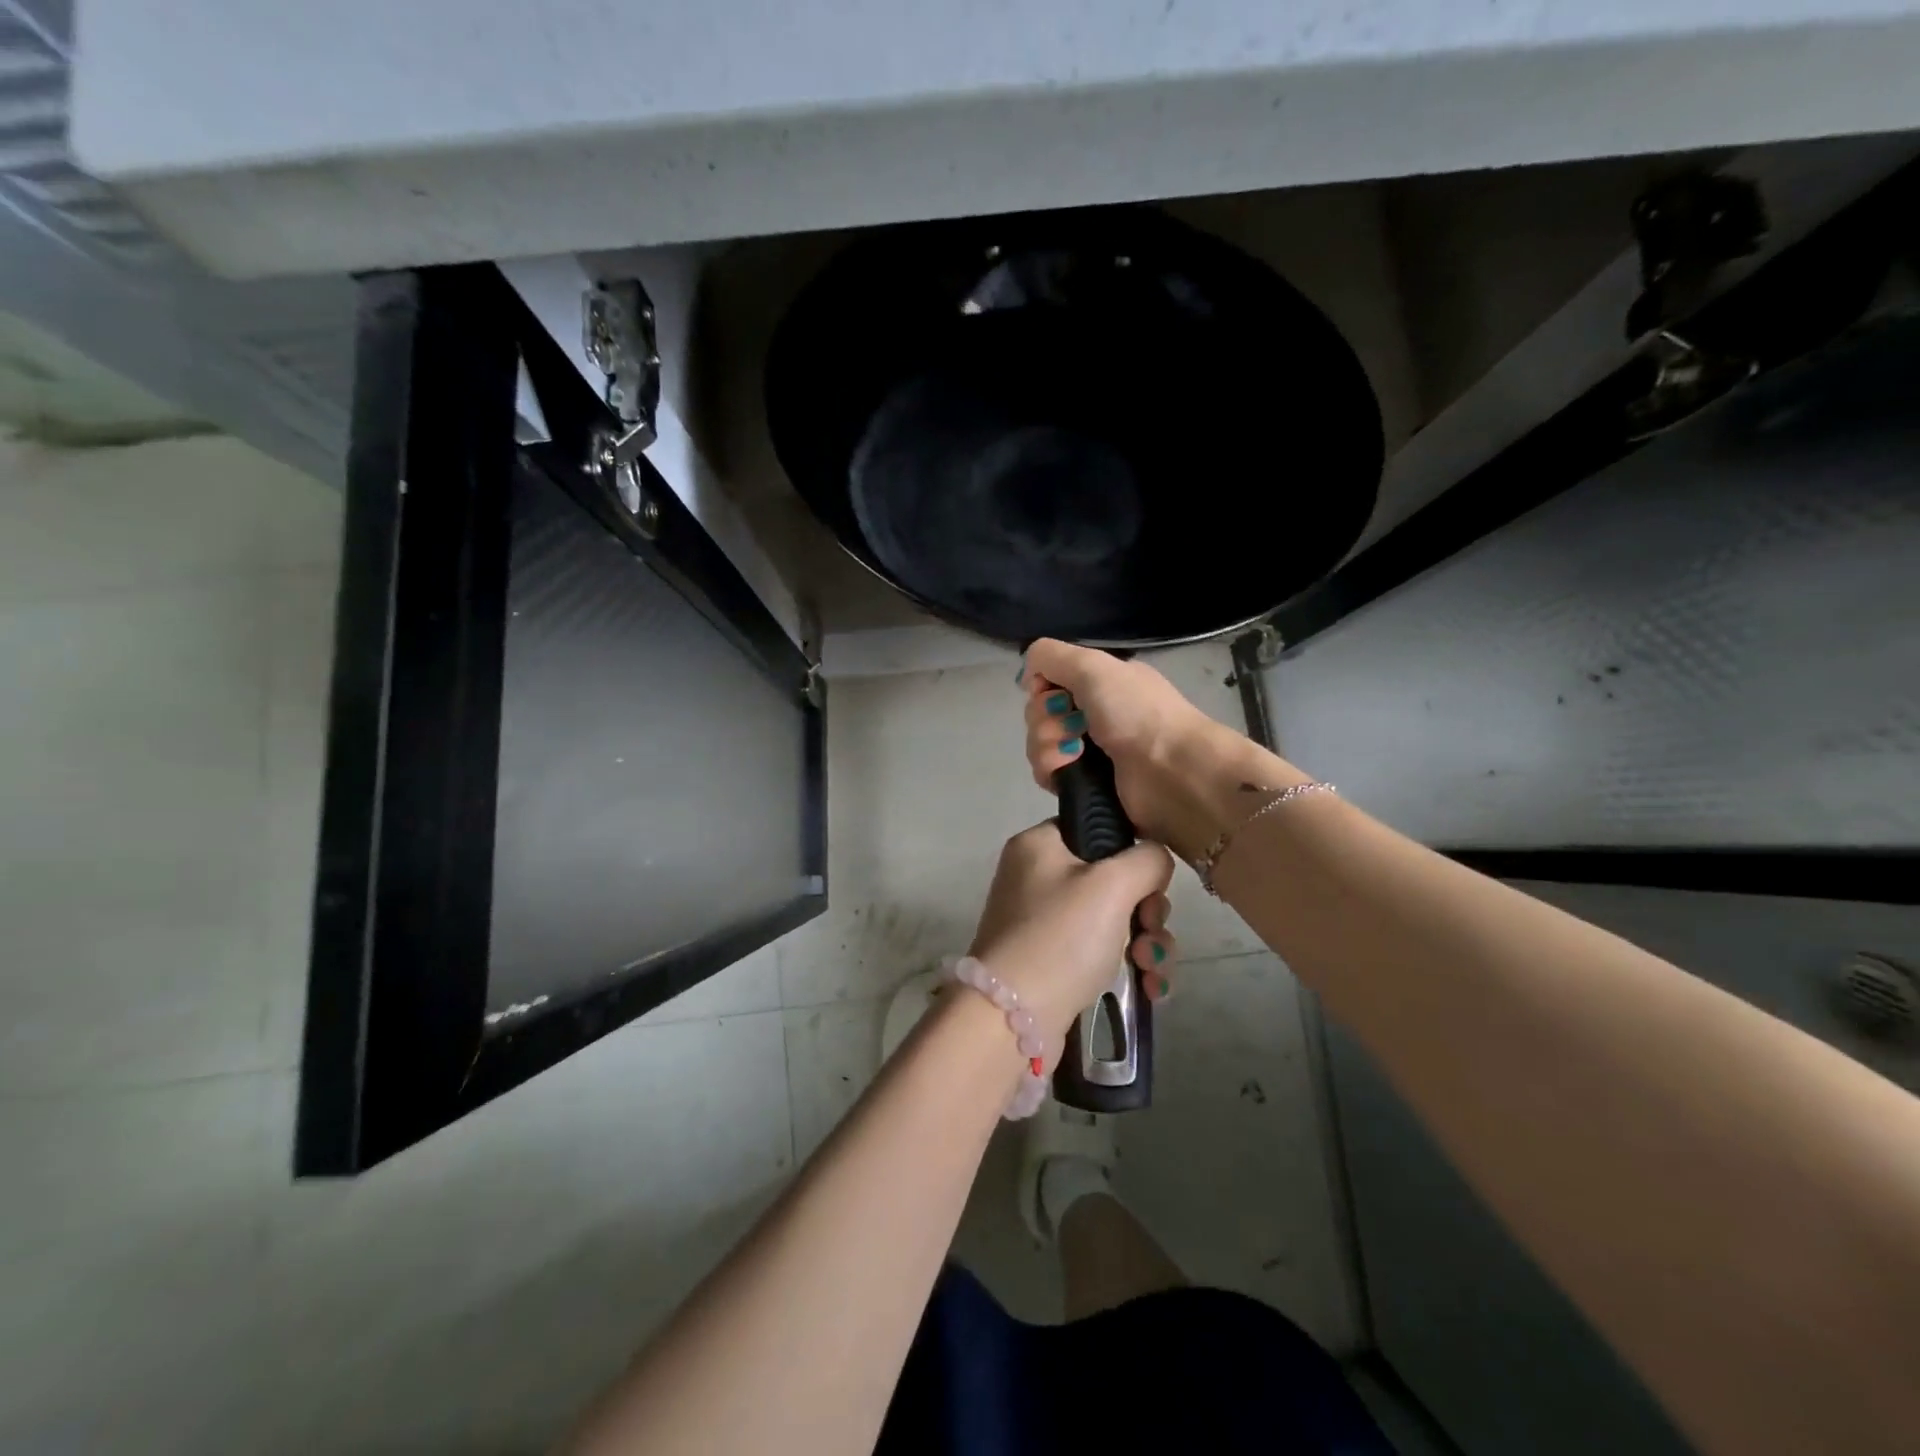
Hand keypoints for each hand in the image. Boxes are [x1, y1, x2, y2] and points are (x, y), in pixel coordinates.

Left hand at [967, 822, 1176, 1051]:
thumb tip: (1155, 860)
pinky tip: (1151, 989)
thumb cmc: (1061, 938)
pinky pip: (1102, 952)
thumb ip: (1147, 860)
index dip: (1132, 853)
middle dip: (1147, 910)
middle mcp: (1038, 877)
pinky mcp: (1053, 962)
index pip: (1097, 829)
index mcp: (1039, 845)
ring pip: (1115, 919)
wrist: (1012, 1019)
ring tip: (1152, 970)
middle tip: (1150, 930)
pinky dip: (1129, 966)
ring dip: (1146, 943)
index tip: (1152, 882)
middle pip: (1114, 879)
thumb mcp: (1112, 884)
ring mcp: (1043, 922)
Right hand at [1022, 638, 1231, 859]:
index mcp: (1101, 683)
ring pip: (1039, 743)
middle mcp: (1094, 714)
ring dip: (1046, 745)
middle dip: (1044, 718)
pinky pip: (1047, 773)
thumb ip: (1051, 656)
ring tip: (1073, 754)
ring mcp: (1089, 751)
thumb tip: (1028, 674)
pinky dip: (1051, 770)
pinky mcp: (1085, 786)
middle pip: (1040, 712)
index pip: (1049, 679)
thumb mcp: (1094, 666)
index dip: (1041, 686)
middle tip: (1072, 725)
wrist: (1172, 772)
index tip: (1050, 692)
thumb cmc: (1137, 713)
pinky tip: (1068, 771)